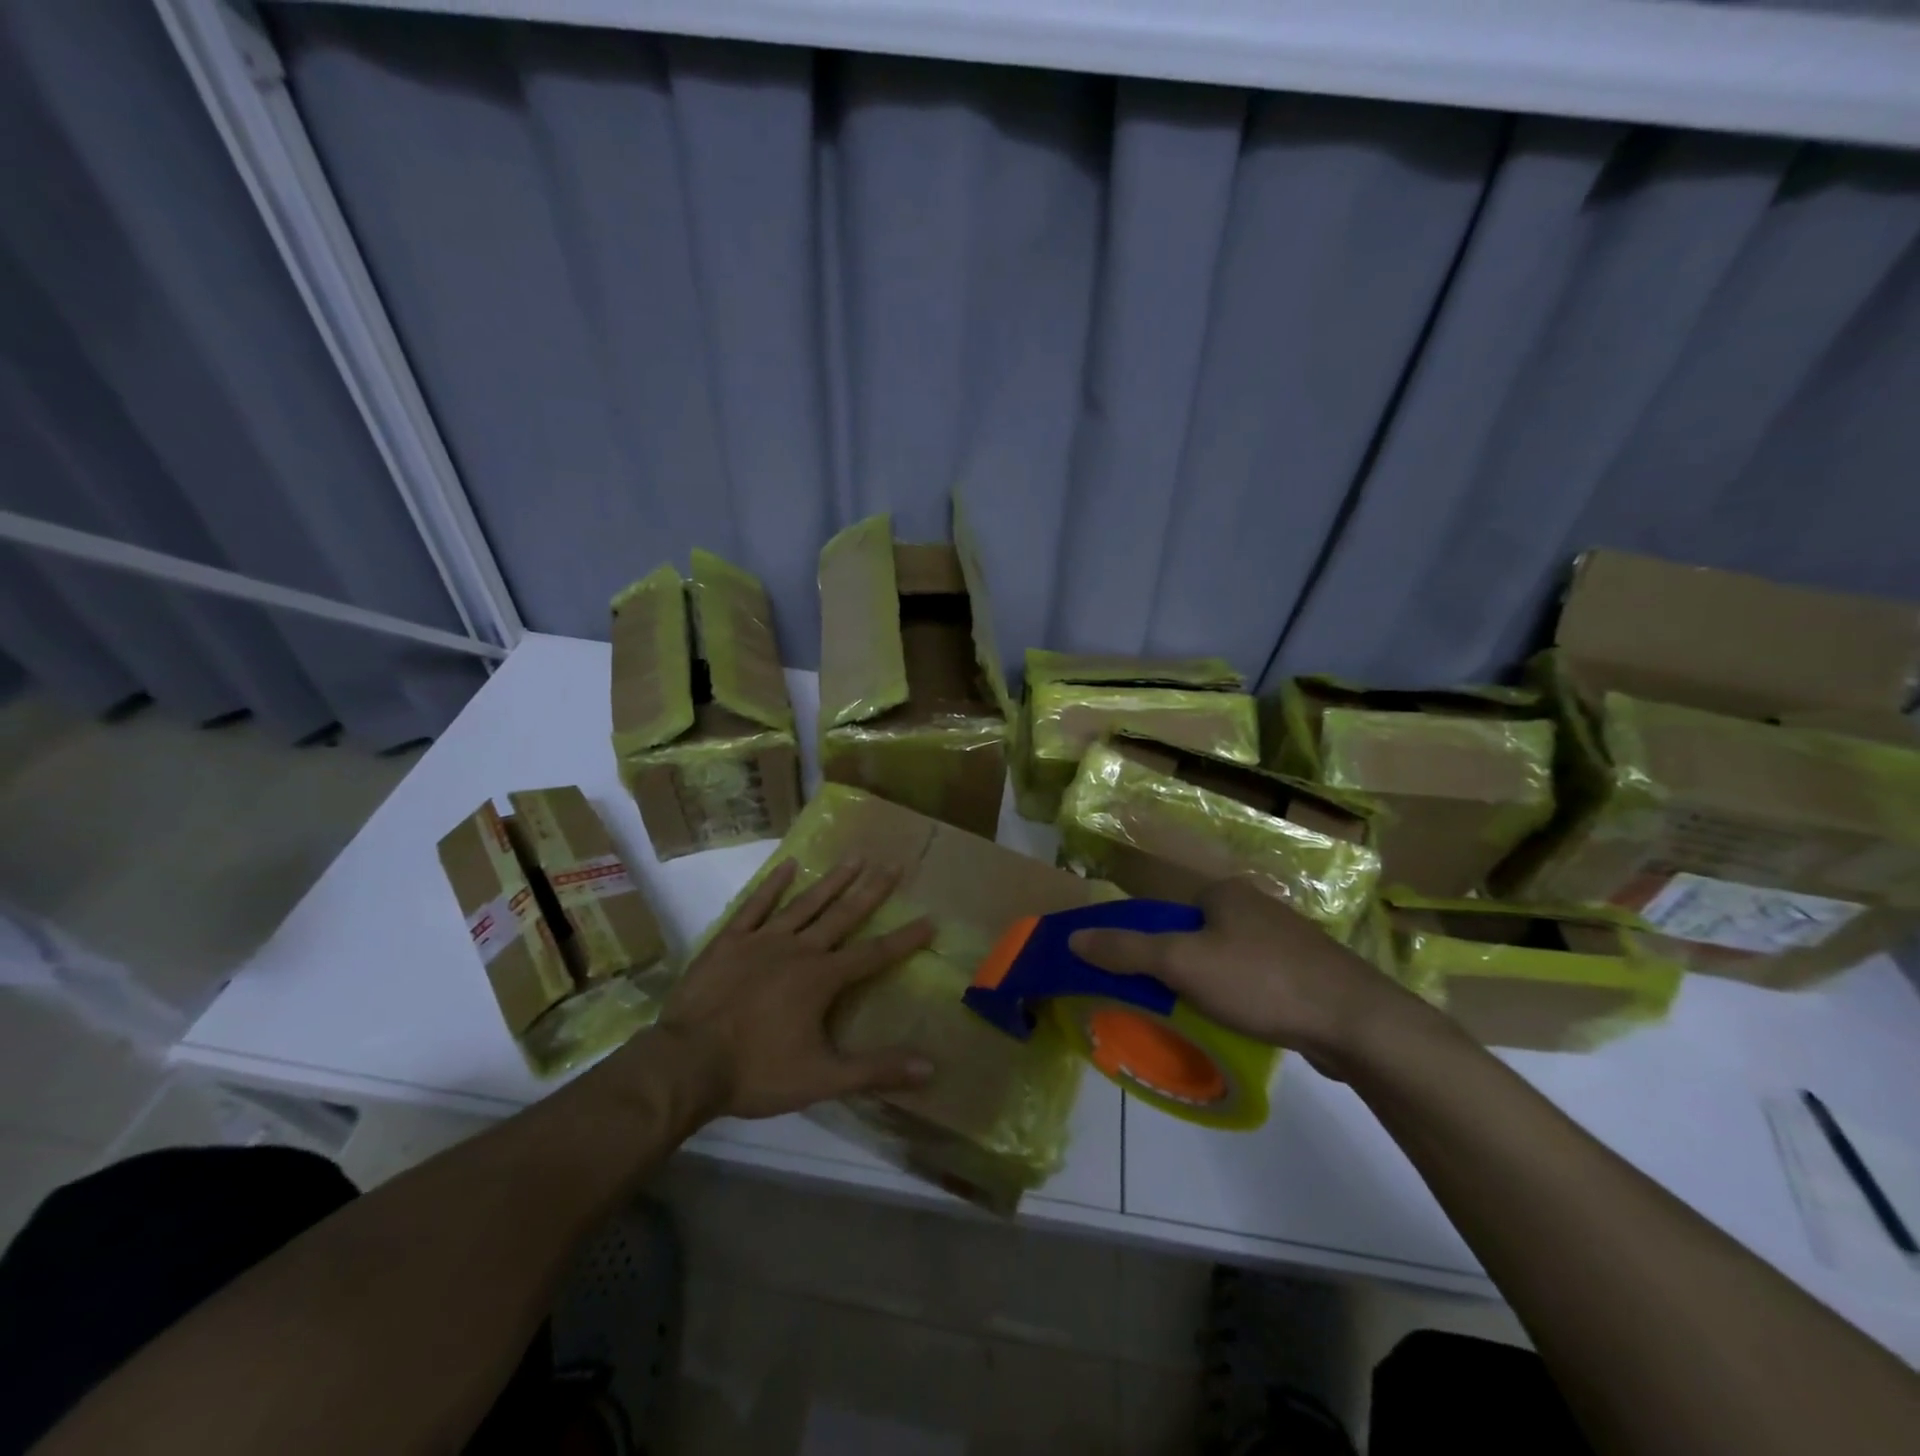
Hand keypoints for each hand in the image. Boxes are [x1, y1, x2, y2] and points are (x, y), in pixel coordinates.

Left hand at [655, 857, 935, 1119]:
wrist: (687, 1064)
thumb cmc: (757, 1072)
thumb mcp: (823, 1078)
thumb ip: (876, 1071)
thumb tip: (930, 1068)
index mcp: (822, 979)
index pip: (874, 955)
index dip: (904, 939)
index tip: (930, 919)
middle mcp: (798, 950)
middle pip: (843, 915)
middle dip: (871, 891)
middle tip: (893, 864)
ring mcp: (761, 941)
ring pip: (804, 904)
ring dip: (831, 881)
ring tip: (854, 857)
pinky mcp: (729, 941)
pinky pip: (755, 906)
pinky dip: (772, 886)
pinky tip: (787, 866)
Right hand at [1067, 878, 1436, 1075]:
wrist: (1358, 1023)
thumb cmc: (1262, 981)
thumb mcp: (1183, 963)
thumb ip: (1127, 950)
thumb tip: (1073, 938)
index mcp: (1225, 892)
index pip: (1168, 911)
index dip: (1148, 943)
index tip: (1141, 980)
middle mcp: (1256, 906)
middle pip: (1196, 936)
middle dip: (1179, 968)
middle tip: (1166, 1004)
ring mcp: (1288, 939)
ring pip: (1227, 960)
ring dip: (1209, 986)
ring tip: (1200, 1019)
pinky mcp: (1309, 972)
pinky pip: (1257, 980)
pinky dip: (1241, 998)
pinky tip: (1242, 1024)